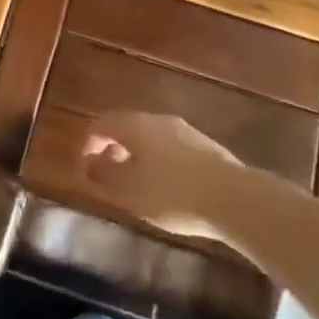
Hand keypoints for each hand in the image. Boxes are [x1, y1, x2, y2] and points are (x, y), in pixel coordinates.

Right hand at [80, 112, 247, 241]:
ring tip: (137, 184)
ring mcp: (184, 130)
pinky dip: (159, 161)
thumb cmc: (172, 194)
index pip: (100, 124)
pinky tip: (167, 186)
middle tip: (109, 176)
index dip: (88, 143)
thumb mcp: (130, 190)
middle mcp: (157, 120)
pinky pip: (171, 148)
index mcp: (134, 125)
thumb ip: (104, 174)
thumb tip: (89, 162)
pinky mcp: (205, 146)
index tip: (85, 169)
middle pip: (126, 127)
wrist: (234, 198)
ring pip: (150, 138)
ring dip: (138, 156)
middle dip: (113, 149)